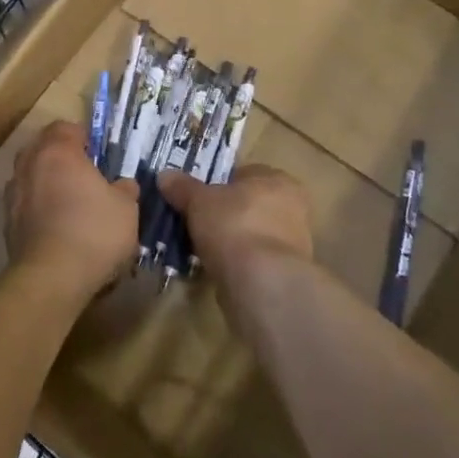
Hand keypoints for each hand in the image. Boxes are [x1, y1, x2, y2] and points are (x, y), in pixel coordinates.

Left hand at [6, 121, 139, 305]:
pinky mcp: (7, 223)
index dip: (83, 137)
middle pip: (43, 149)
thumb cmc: (93, 232)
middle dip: (62, 158)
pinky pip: (26, 205)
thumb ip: (124, 189)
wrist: (50, 278)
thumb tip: (123, 184)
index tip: (99, 154)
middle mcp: (29, 164)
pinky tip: (57, 229)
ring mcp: (13, 194)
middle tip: (86, 177)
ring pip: (31, 177)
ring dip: (47, 184)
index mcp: (58, 151)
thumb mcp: (126, 208)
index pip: (65, 127)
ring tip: (70, 205)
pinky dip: (39, 210)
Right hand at [159, 166, 312, 322]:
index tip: (197, 198)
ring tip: (202, 249)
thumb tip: (165, 175)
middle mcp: (293, 207)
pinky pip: (255, 260)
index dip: (218, 184)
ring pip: (252, 233)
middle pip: (249, 204)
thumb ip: (182, 187)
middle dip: (225, 213)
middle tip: (198, 222)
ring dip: (232, 240)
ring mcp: (294, 242)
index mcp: (277, 179)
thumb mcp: (199, 201)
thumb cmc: (234, 225)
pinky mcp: (287, 273)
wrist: (262, 283)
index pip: (244, 174)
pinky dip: (238, 263)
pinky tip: (218, 269)